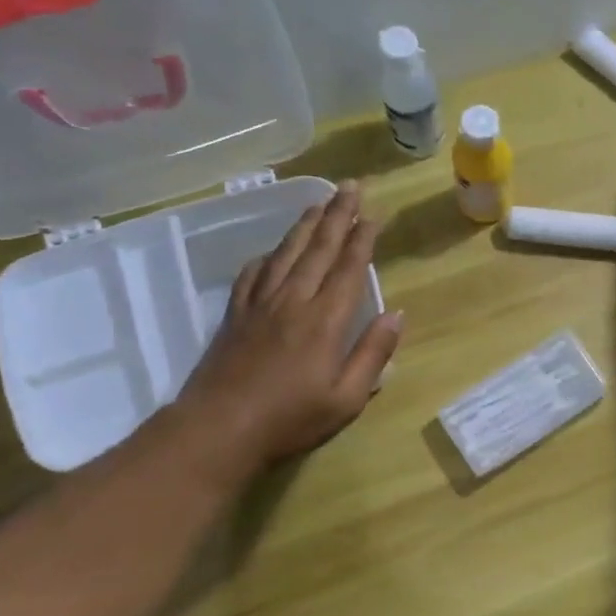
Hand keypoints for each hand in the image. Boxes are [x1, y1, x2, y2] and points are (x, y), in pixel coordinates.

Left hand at [170, 181, 402, 480]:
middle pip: (318, 249)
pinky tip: (273, 249)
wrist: (218, 429)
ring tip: (318, 202)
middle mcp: (293, 301)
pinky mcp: (235, 315)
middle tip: (350, 186)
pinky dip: (268, 255)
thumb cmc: (291, 418)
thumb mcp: (346, 398)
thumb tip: (396, 314)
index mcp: (325, 321)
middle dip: (337, 215)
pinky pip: (253, 273)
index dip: (361, 238)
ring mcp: (260, 305)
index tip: (372, 214)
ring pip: (286, 253)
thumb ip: (373, 354)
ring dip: (304, 225)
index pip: (348, 268)